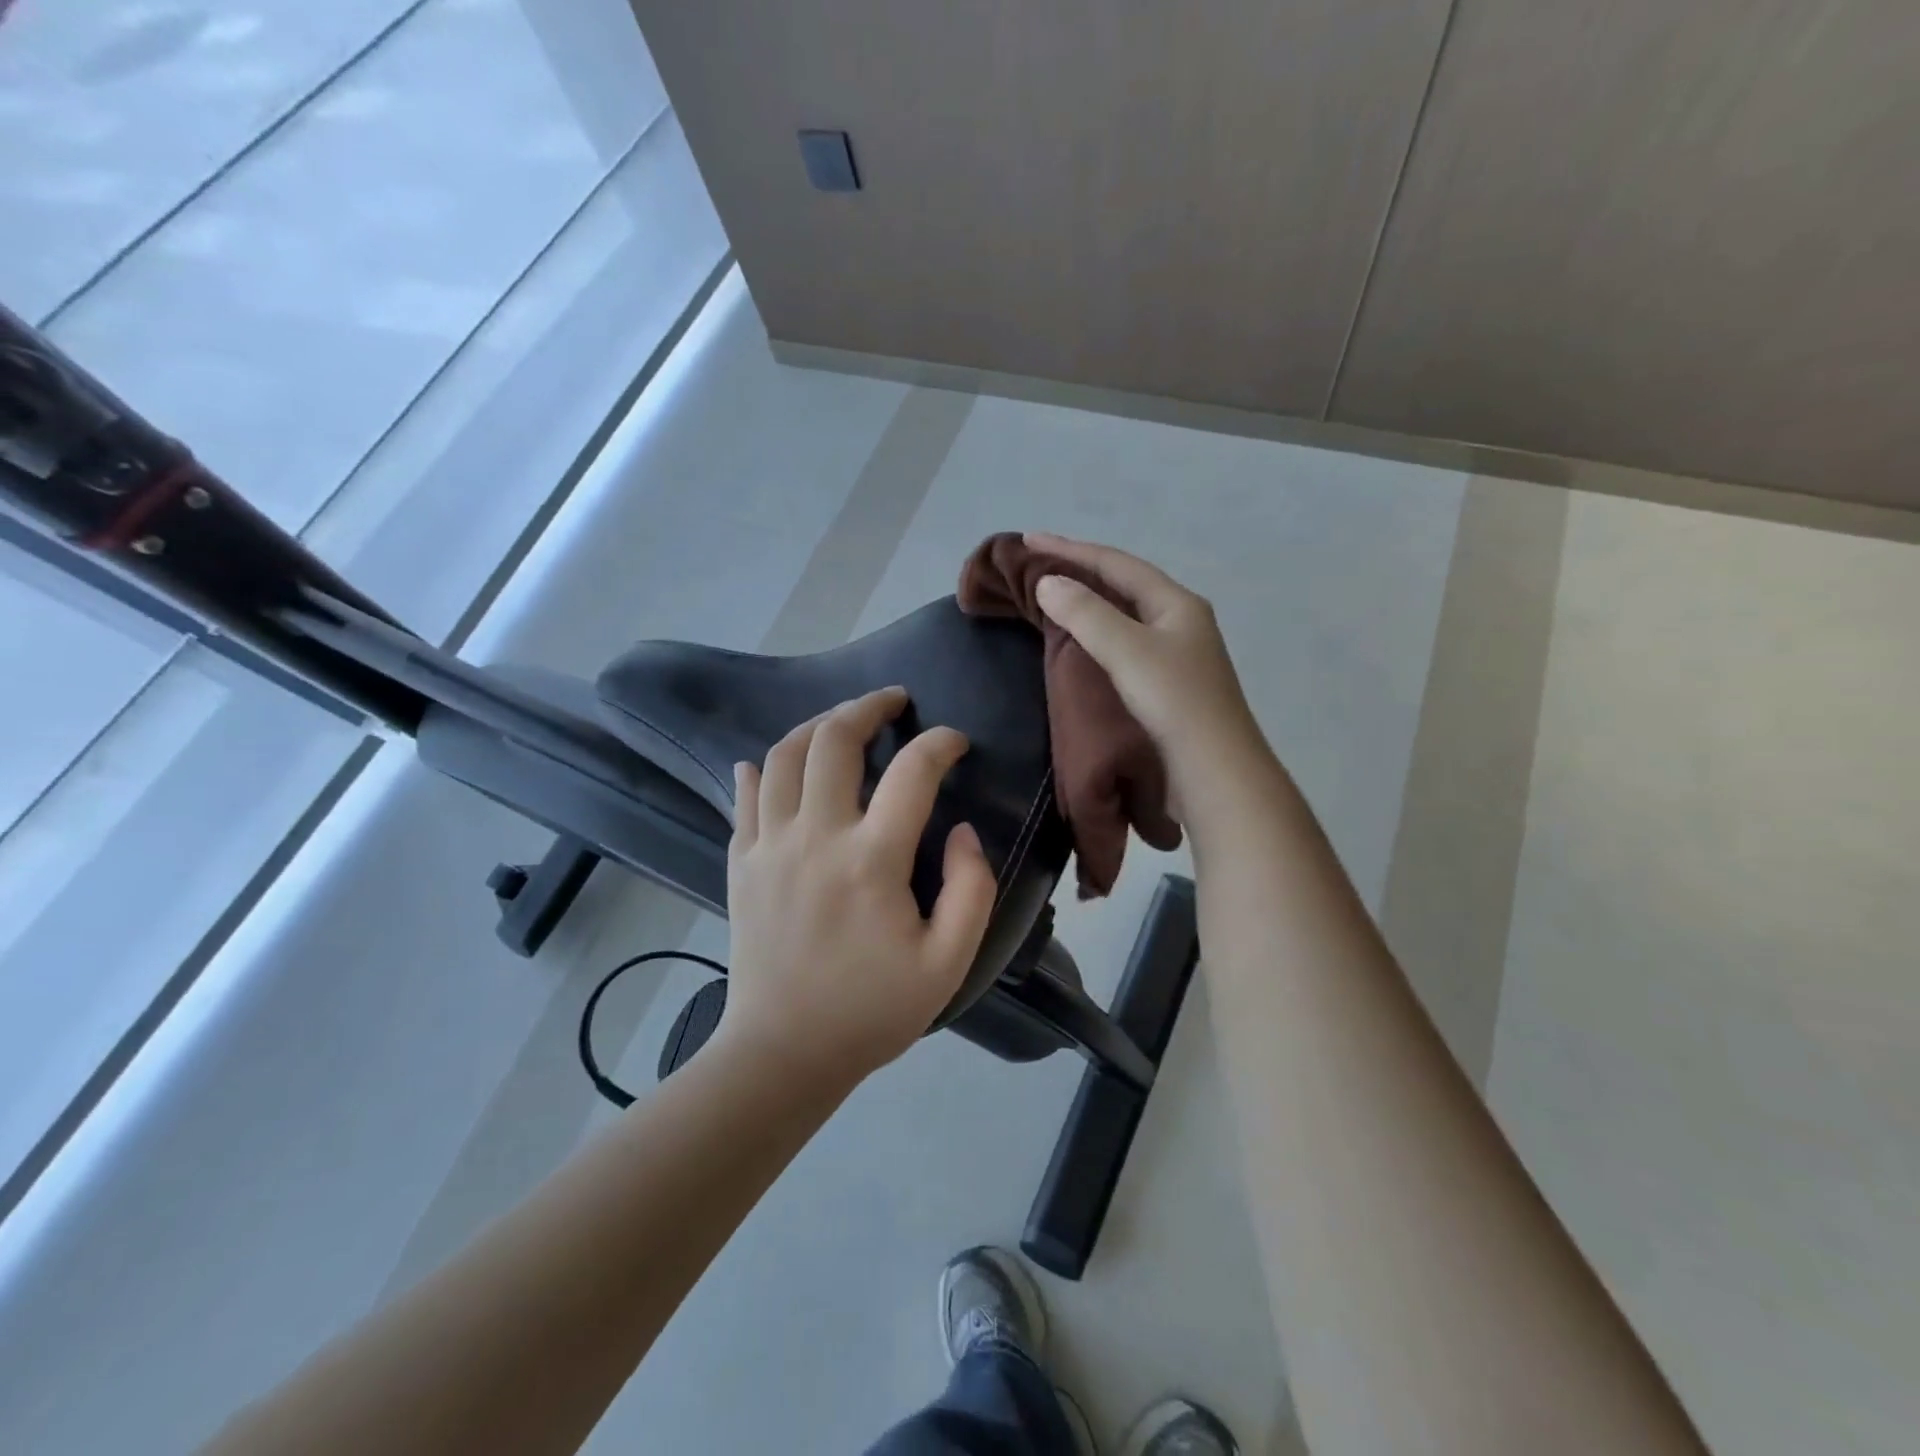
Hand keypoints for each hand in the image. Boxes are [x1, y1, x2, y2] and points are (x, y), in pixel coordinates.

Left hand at [718, 687, 997, 1087]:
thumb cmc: (872, 1010)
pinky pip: (744, 796)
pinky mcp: (741, 862)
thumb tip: (962, 830)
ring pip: (782, 755)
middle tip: (893, 701)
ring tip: (841, 720)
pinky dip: (759, 769)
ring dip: (815, 725)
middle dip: (867, 707)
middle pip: (833, 740)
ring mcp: (768, 846)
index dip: (940, 743)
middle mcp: (815, 837)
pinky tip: (772, 763)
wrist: (783, 1053)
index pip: (913, 772)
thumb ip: (972, 890)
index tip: (954, 742)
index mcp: (871, 860)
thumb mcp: (948, 963)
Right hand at [1026, 532, 1267, 802]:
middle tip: (1037, 563)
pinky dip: (1097, 632)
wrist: (1215, 770)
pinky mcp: (1169, 683)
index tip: (1029, 540)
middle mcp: (1180, 620)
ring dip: (1089, 601)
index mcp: (1176, 603)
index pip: (1116, 563)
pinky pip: (1126, 642)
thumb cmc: (1174, 702)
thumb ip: (1086, 614)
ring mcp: (1177, 653)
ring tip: (1053, 595)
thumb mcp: (1127, 651)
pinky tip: (1082, 641)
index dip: (1071, 549)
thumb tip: (1048, 582)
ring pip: (1125, 614)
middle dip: (1080, 570)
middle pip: (1123, 584)